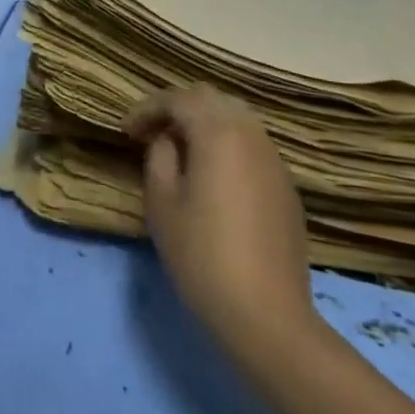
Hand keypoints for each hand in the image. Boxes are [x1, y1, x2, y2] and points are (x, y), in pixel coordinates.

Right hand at [124, 86, 316, 363]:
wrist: (266, 315)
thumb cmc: (201, 255)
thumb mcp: (161, 202)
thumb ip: (160, 156)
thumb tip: (167, 140)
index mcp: (218, 133)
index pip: (178, 99)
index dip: (147, 109)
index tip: (127, 131)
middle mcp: (252, 136)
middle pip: (213, 99)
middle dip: (179, 108)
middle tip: (153, 132)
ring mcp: (275, 162)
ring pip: (238, 119)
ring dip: (206, 124)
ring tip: (182, 151)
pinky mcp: (287, 188)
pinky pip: (253, 147)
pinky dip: (228, 145)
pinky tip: (213, 177)